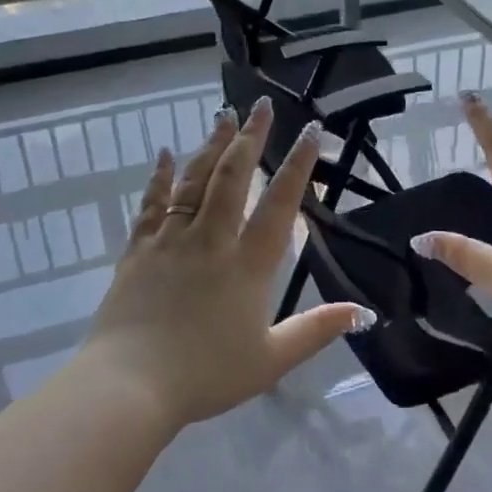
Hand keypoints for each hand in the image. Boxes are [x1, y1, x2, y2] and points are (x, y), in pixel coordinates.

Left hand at [81, 99, 363, 429]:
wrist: (129, 386)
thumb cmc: (205, 374)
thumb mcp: (271, 359)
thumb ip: (316, 331)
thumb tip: (362, 312)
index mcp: (248, 264)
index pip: (279, 204)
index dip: (298, 165)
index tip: (311, 131)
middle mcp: (211, 240)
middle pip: (233, 176)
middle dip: (250, 137)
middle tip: (262, 105)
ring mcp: (171, 240)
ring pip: (194, 180)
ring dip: (212, 144)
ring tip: (224, 114)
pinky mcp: (138, 249)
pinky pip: (152, 203)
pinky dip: (161, 176)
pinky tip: (166, 153)